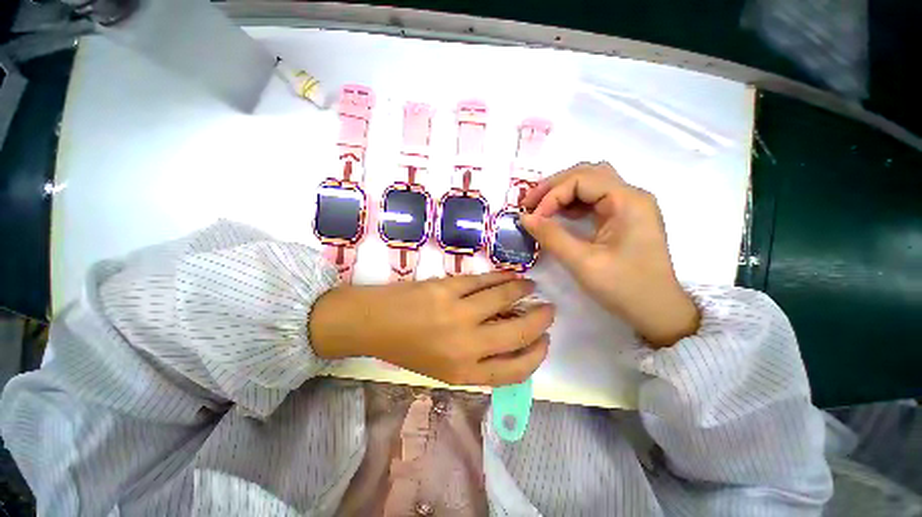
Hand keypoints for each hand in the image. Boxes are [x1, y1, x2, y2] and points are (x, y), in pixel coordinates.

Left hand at [310, 272, 554, 385]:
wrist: (374, 323)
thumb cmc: (410, 349)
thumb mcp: (445, 368)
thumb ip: (479, 359)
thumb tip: (512, 338)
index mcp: (464, 372)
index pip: (516, 370)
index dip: (537, 354)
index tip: (545, 340)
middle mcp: (465, 345)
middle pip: (518, 333)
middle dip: (540, 320)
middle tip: (549, 309)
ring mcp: (458, 313)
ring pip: (505, 298)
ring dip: (524, 291)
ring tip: (531, 287)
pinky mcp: (448, 288)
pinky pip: (485, 281)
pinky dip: (503, 277)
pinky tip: (510, 276)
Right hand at [521, 162, 698, 347]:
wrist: (657, 311)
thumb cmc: (624, 287)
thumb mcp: (582, 262)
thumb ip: (551, 236)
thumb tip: (524, 218)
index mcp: (627, 201)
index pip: (581, 179)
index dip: (551, 195)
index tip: (532, 218)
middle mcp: (631, 195)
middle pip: (587, 173)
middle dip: (554, 186)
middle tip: (529, 204)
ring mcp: (629, 206)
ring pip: (590, 183)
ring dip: (563, 191)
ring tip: (540, 207)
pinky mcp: (624, 217)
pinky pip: (594, 199)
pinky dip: (572, 203)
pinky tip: (558, 214)